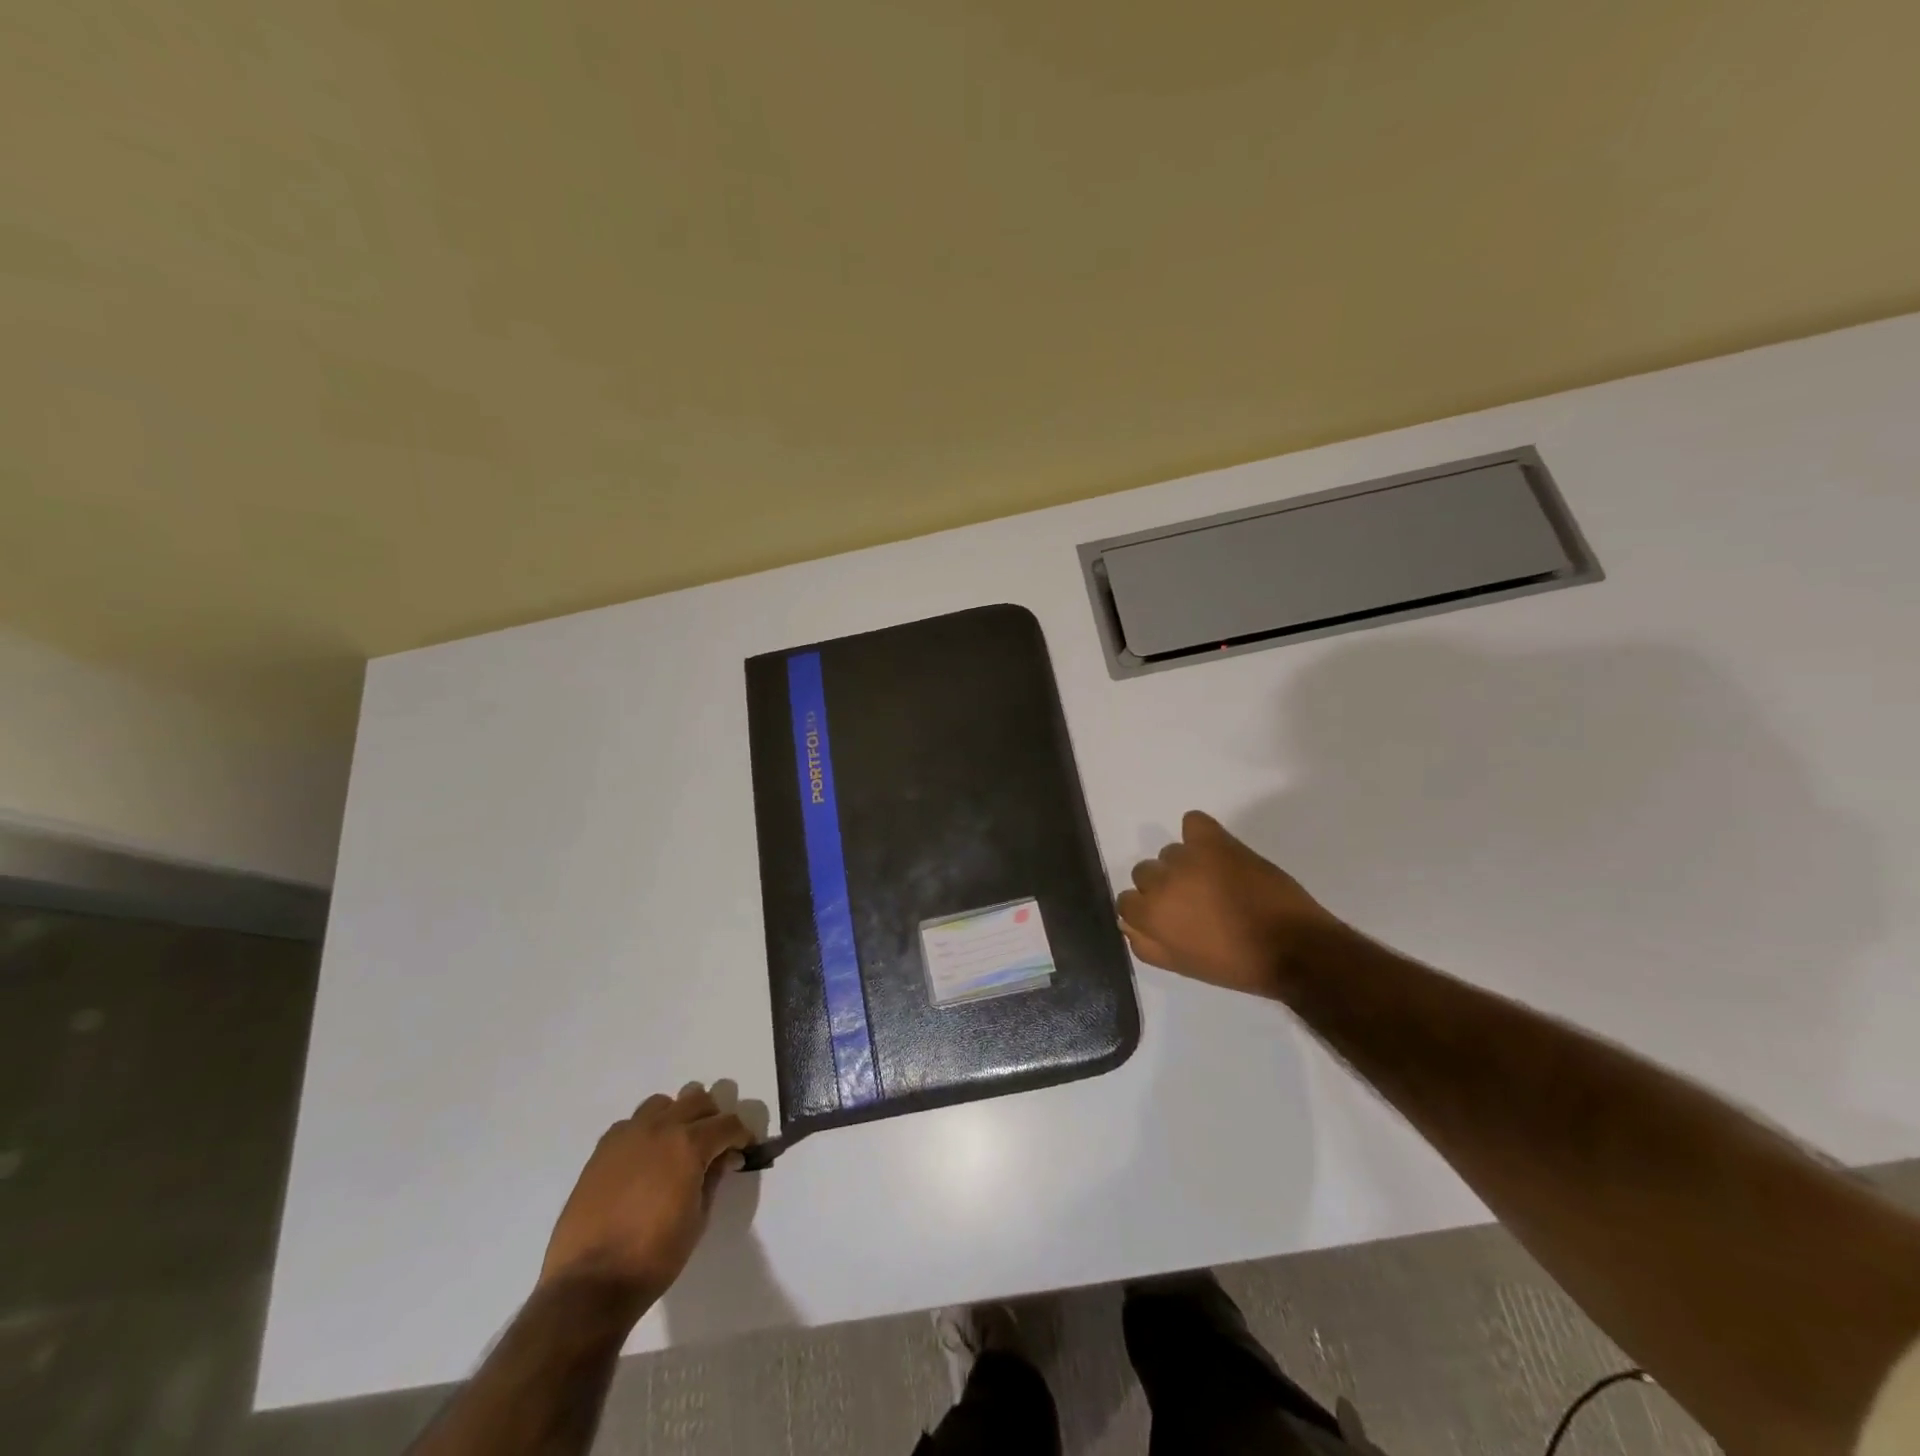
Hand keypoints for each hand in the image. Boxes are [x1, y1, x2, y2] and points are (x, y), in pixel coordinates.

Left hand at [539, 1082, 753, 1306]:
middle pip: (697, 1099)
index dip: (742, 1135)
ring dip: (677, 1117)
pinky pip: (631, 1124)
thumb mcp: (698, 1219)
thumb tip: (725, 1157)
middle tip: (715, 1145)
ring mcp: (627, 1135)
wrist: (589, 1284)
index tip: (745, 1148)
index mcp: (689, 1144)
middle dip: (712, 1118)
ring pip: (662, 1104)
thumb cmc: (653, 1257)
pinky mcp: (602, 1150)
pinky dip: (645, 1131)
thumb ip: (713, 1178)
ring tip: (677, 1147)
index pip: (728, 1123)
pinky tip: (644, 1160)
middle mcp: (660, 1128)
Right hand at [1116, 811, 1337, 998]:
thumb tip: (1128, 924)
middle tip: (1195, 901)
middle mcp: (1160, 882)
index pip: (1126, 902)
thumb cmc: (1237, 965)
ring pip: (1171, 853)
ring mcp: (1187, 858)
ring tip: (1215, 881)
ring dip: (1186, 865)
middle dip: (1165, 886)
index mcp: (1150, 916)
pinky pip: (1193, 822)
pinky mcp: (1215, 842)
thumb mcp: (1182, 966)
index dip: (1149, 909)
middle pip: (1144, 873)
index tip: (1172, 917)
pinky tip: (1214, 849)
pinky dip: (1199, 832)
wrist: (1293, 948)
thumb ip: (1147, 945)